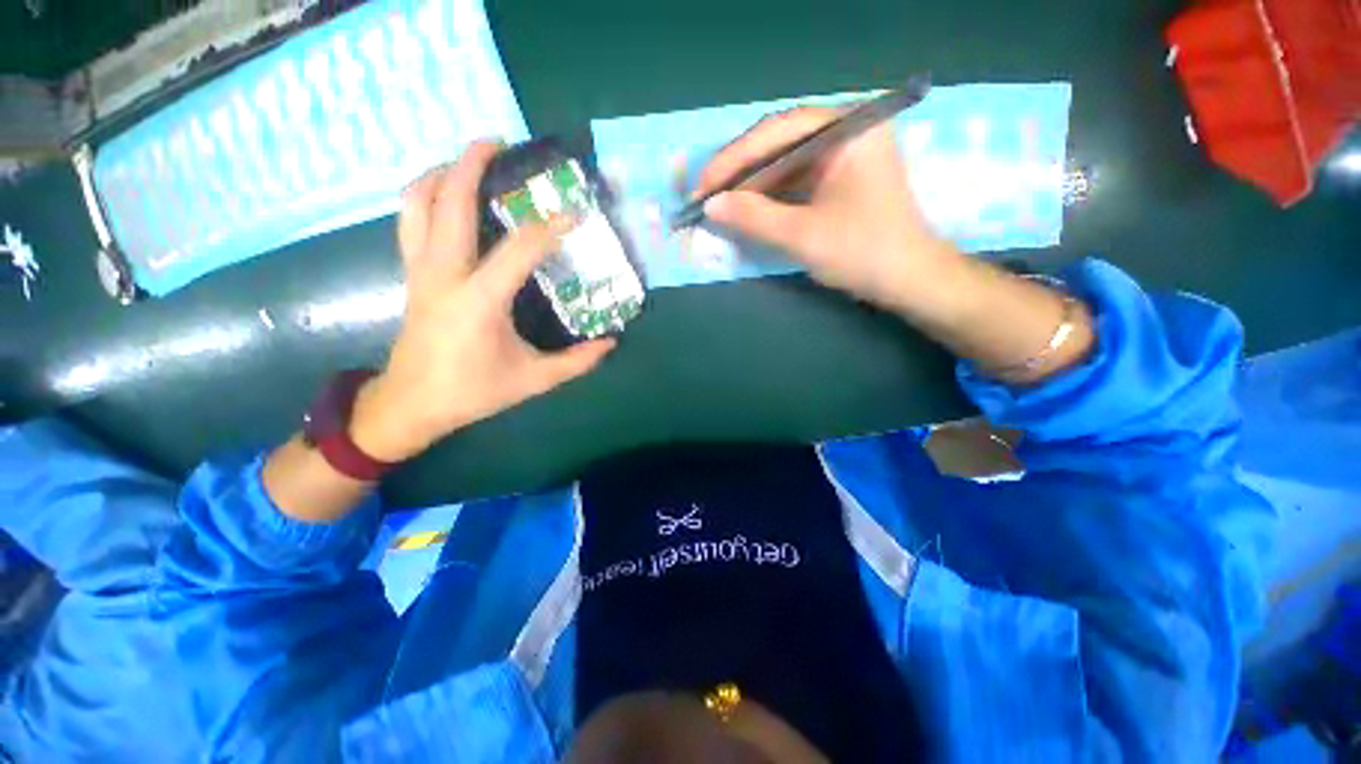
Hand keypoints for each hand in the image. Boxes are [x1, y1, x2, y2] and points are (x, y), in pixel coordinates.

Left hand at [351, 141, 615, 461]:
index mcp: (479, 300)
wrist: (412, 404)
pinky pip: (410, 221)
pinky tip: (443, 194)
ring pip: (417, 204)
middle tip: (497, 142)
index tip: (574, 214)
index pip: (519, 249)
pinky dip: (424, 196)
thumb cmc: (473, 392)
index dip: (550, 228)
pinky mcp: (411, 274)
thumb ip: (576, 362)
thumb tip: (610, 343)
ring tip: (465, 159)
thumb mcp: (534, 380)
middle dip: (471, 164)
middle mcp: (444, 274)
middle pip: (451, 203)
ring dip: (439, 173)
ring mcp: (421, 270)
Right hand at [694, 107, 961, 311]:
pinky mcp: (841, 177)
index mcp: (848, 128)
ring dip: (752, 185)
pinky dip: (770, 195)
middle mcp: (847, 130)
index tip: (702, 185)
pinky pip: (797, 179)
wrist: (909, 281)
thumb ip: (754, 216)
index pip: (777, 131)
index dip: (733, 159)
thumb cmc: (863, 253)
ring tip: (719, 204)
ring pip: (786, 162)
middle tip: (705, 196)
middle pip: (780, 142)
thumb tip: (710, 205)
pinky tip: (748, 208)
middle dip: (740, 172)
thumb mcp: (802, 236)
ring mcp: (845, 154)